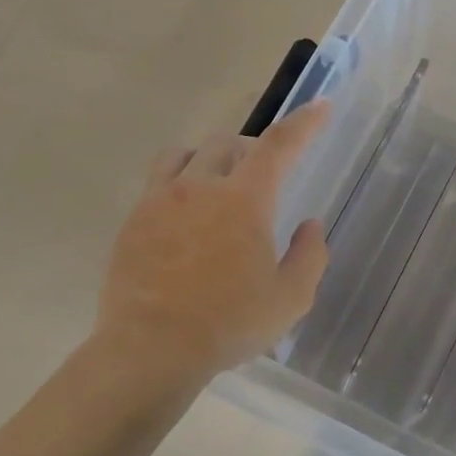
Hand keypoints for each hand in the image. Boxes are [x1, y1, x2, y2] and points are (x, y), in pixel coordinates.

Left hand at [96, 100, 330, 383]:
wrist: (152, 348)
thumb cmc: (230, 324)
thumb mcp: (290, 298)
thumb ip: (310, 256)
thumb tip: (310, 225)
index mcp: (244, 201)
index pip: (279, 147)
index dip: (304, 123)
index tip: (321, 106)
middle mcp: (200, 187)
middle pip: (228, 144)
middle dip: (253, 150)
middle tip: (264, 176)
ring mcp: (159, 200)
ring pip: (186, 154)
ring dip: (210, 159)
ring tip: (219, 184)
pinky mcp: (133, 220)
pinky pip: (157, 181)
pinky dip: (179, 182)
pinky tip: (185, 215)